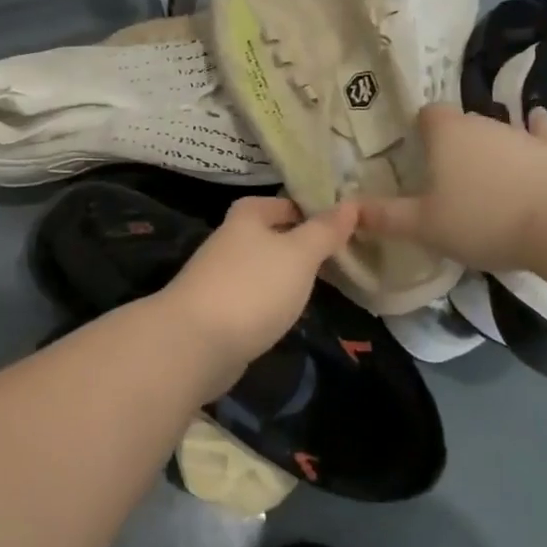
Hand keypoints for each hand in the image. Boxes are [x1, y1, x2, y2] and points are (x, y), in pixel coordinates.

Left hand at [158, 195, 360, 392]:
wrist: (195, 343)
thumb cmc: (252, 287)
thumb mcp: (299, 254)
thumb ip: (325, 230)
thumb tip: (351, 203)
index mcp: (247, 215)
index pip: (286, 202)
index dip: (314, 210)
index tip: (347, 226)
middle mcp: (231, 239)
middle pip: (274, 234)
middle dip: (304, 244)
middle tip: (344, 256)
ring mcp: (222, 276)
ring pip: (265, 267)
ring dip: (289, 274)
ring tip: (326, 284)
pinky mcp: (219, 310)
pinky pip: (255, 296)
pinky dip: (273, 300)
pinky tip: (291, 312)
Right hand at [358, 103, 546, 272]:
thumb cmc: (484, 220)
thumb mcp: (424, 226)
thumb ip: (384, 217)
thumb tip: (345, 209)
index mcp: (447, 134)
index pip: (427, 113)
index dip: (418, 129)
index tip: (414, 152)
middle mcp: (483, 124)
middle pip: (460, 123)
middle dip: (450, 142)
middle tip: (442, 174)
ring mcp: (521, 135)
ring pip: (496, 130)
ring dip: (487, 146)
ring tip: (481, 175)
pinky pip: (539, 132)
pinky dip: (534, 131)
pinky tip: (536, 124)